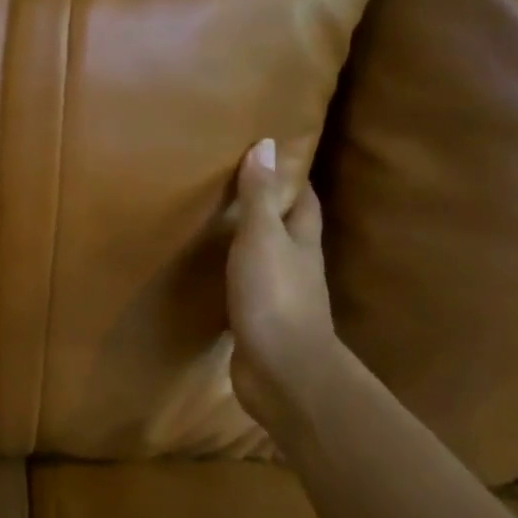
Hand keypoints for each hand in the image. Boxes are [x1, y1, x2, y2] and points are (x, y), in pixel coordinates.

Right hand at [227, 137, 345, 433]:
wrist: (283, 373)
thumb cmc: (275, 296)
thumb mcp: (262, 238)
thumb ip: (260, 196)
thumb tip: (267, 144)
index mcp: (302, 243)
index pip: (304, 201)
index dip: (293, 178)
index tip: (274, 156)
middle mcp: (297, 266)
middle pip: (288, 230)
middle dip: (270, 208)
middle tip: (237, 185)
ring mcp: (280, 297)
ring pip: (267, 260)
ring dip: (250, 243)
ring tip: (219, 222)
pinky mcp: (260, 323)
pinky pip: (246, 289)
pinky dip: (234, 276)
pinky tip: (213, 273)